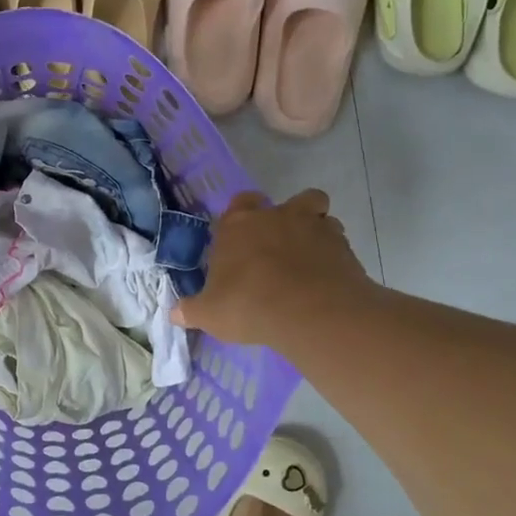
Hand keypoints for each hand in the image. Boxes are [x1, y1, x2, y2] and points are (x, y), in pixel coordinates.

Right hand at [172, 190, 372, 345]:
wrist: (308, 312)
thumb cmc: (248, 304)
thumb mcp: (209, 314)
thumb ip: (191, 310)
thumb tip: (173, 313)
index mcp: (239, 225)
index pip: (241, 203)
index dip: (244, 214)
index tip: (244, 235)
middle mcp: (277, 216)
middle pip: (291, 200)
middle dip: (290, 215)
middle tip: (283, 245)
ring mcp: (314, 227)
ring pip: (321, 214)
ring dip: (317, 231)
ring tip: (310, 259)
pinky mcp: (342, 246)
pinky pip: (339, 241)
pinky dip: (335, 254)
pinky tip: (328, 277)